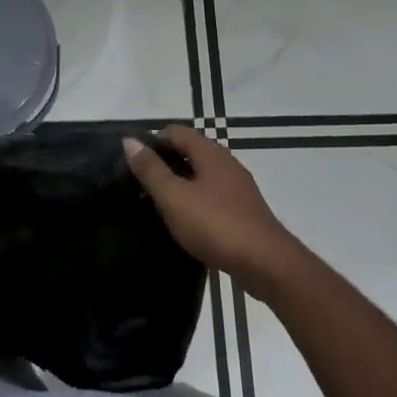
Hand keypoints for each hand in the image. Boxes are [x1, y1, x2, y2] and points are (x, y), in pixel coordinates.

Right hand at [125, 128, 306, 291]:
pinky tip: (183, 220)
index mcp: (210, 154)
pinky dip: (194, 201)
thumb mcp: (174, 197)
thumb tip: (129, 141)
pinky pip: (212, 197)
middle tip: (138, 182)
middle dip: (164, 162)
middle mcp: (226, 164)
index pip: (176, 132)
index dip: (152, 140)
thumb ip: (151, 170)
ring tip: (155, 202)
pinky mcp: (243, 212)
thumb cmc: (216, 224)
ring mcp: (238, 189)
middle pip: (190, 152)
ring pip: (201, 176)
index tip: (132, 160)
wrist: (266, 264)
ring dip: (179, 183)